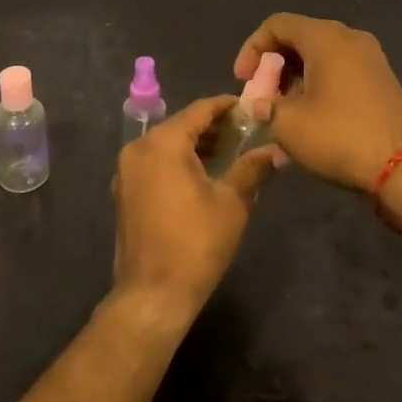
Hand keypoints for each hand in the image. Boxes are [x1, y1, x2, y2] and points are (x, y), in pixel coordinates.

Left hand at [111, 95, 281, 327]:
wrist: (153, 294)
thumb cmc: (195, 243)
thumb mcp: (231, 202)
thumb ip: (252, 168)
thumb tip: (275, 151)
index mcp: (162, 142)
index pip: (200, 110)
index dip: (227, 106)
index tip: (251, 109)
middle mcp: (139, 148)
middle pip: (182, 125)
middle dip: (214, 127)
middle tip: (246, 133)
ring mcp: (127, 171)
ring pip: (167, 145)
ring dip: (197, 146)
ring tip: (231, 154)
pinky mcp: (125, 192)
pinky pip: (156, 163)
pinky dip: (179, 162)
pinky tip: (204, 175)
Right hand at [235, 13, 401, 192]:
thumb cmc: (341, 137)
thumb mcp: (288, 124)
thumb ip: (265, 106)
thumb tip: (259, 104)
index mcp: (325, 37)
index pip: (277, 25)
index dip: (252, 48)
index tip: (243, 80)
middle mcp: (350, 38)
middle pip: (300, 39)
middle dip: (274, 67)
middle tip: (262, 97)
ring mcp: (371, 59)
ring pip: (320, 58)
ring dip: (295, 81)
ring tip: (282, 115)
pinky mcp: (382, 81)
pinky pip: (340, 73)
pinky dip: (318, 88)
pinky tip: (310, 121)